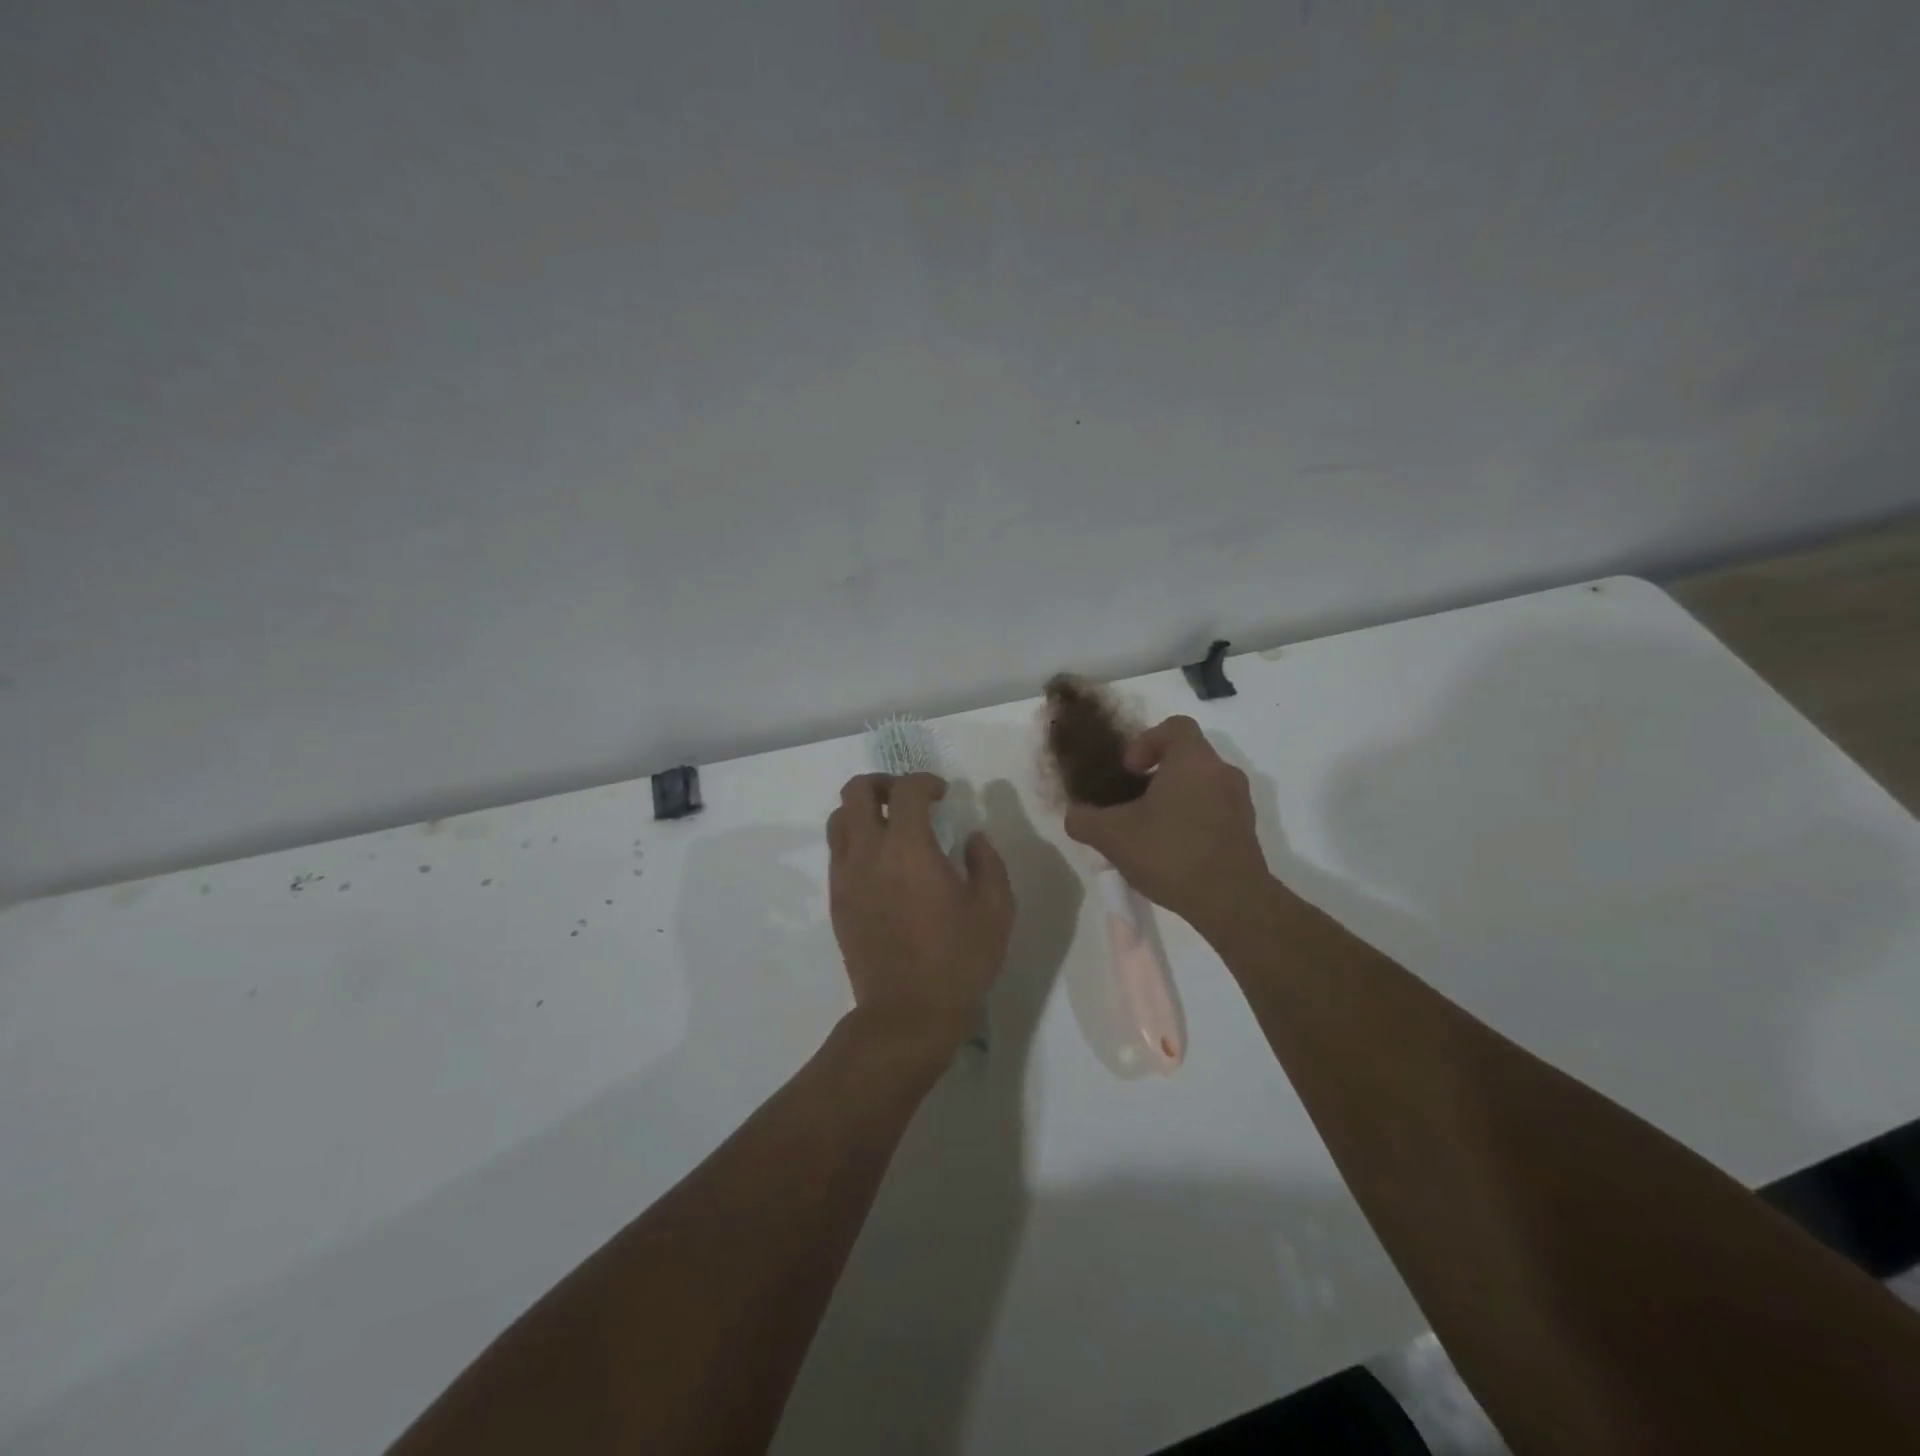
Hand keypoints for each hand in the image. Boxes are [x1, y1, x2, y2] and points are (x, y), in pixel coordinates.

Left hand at [827, 773, 1014, 1057]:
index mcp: (908, 848)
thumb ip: (987, 862)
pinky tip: (883, 863)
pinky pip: (838, 852)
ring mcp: (846, 877)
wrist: (907, 1014)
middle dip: (883, 782)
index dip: (925, 781)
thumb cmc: (958, 960)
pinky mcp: (837, 900)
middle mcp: (868, 853)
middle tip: (909, 799)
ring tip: (892, 826)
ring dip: (864, 810)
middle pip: (856, 791)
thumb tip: (973, 838)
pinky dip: (856, 840)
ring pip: (839, 819)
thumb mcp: (995, 909)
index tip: (943, 794)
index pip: (905, 790)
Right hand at [1063, 715, 1270, 935]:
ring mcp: (1240, 802)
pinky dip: (1192, 820)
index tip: (1130, 771)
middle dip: (1155, 775)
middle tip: (1131, 803)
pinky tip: (1171, 851)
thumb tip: (1074, 815)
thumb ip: (1084, 820)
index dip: (1146, 741)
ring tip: (1149, 831)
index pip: (1175, 726)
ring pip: (1201, 785)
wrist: (1232, 902)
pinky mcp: (1246, 830)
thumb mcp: (1112, 836)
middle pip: (1186, 757)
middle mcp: (1222, 772)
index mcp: (1193, 761)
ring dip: (1174, 799)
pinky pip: (1214, 810)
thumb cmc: (1171, 853)